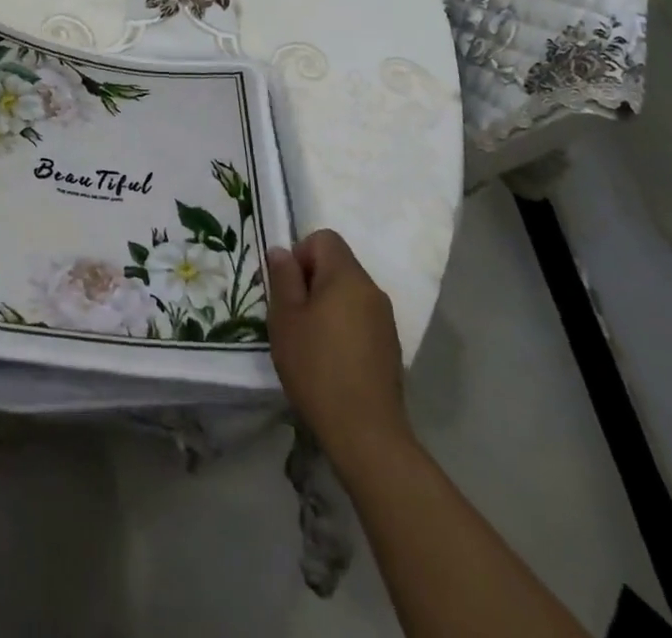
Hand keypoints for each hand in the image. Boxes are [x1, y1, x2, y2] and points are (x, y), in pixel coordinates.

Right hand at [267, 229, 412, 468]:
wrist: (366, 433)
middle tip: (292, 316)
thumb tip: (281, 251)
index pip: (324, 238)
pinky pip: (360, 318)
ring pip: (348, 293)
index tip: (288, 288)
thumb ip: (283, 277)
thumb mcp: (286, 318)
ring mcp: (385, 319)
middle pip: (337, 264)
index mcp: (347, 276)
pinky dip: (343, 326)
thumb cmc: (317, 367)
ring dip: (327, 305)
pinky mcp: (390, 346)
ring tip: (309, 340)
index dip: (300, 254)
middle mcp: (372, 289)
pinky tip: (331, 360)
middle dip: (311, 281)